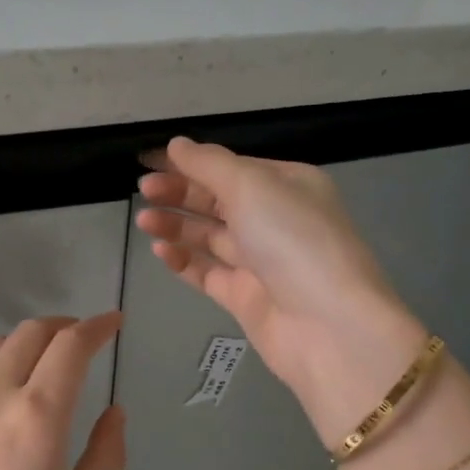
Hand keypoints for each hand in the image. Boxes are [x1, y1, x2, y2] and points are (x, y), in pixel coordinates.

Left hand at [0, 313, 126, 469]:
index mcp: (36, 418)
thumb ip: (106, 457)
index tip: (114, 323)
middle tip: (82, 342)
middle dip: (62, 328)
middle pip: (28, 334)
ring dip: (22, 345)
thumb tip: (114, 412)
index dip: (97, 327)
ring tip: (39, 368)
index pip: (70, 346)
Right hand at [137, 137, 428, 440]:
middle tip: (143, 190)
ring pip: (209, 237)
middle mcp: (275, 220)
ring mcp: (260, 262)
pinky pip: (207, 272)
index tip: (150, 162)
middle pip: (218, 200)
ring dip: (176, 225)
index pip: (232, 167)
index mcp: (288, 185)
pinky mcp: (245, 297)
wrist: (326, 325)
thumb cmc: (292, 240)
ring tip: (144, 221)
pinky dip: (183, 261)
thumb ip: (209, 164)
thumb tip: (177, 144)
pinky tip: (160, 251)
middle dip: (180, 193)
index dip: (191, 163)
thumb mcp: (252, 186)